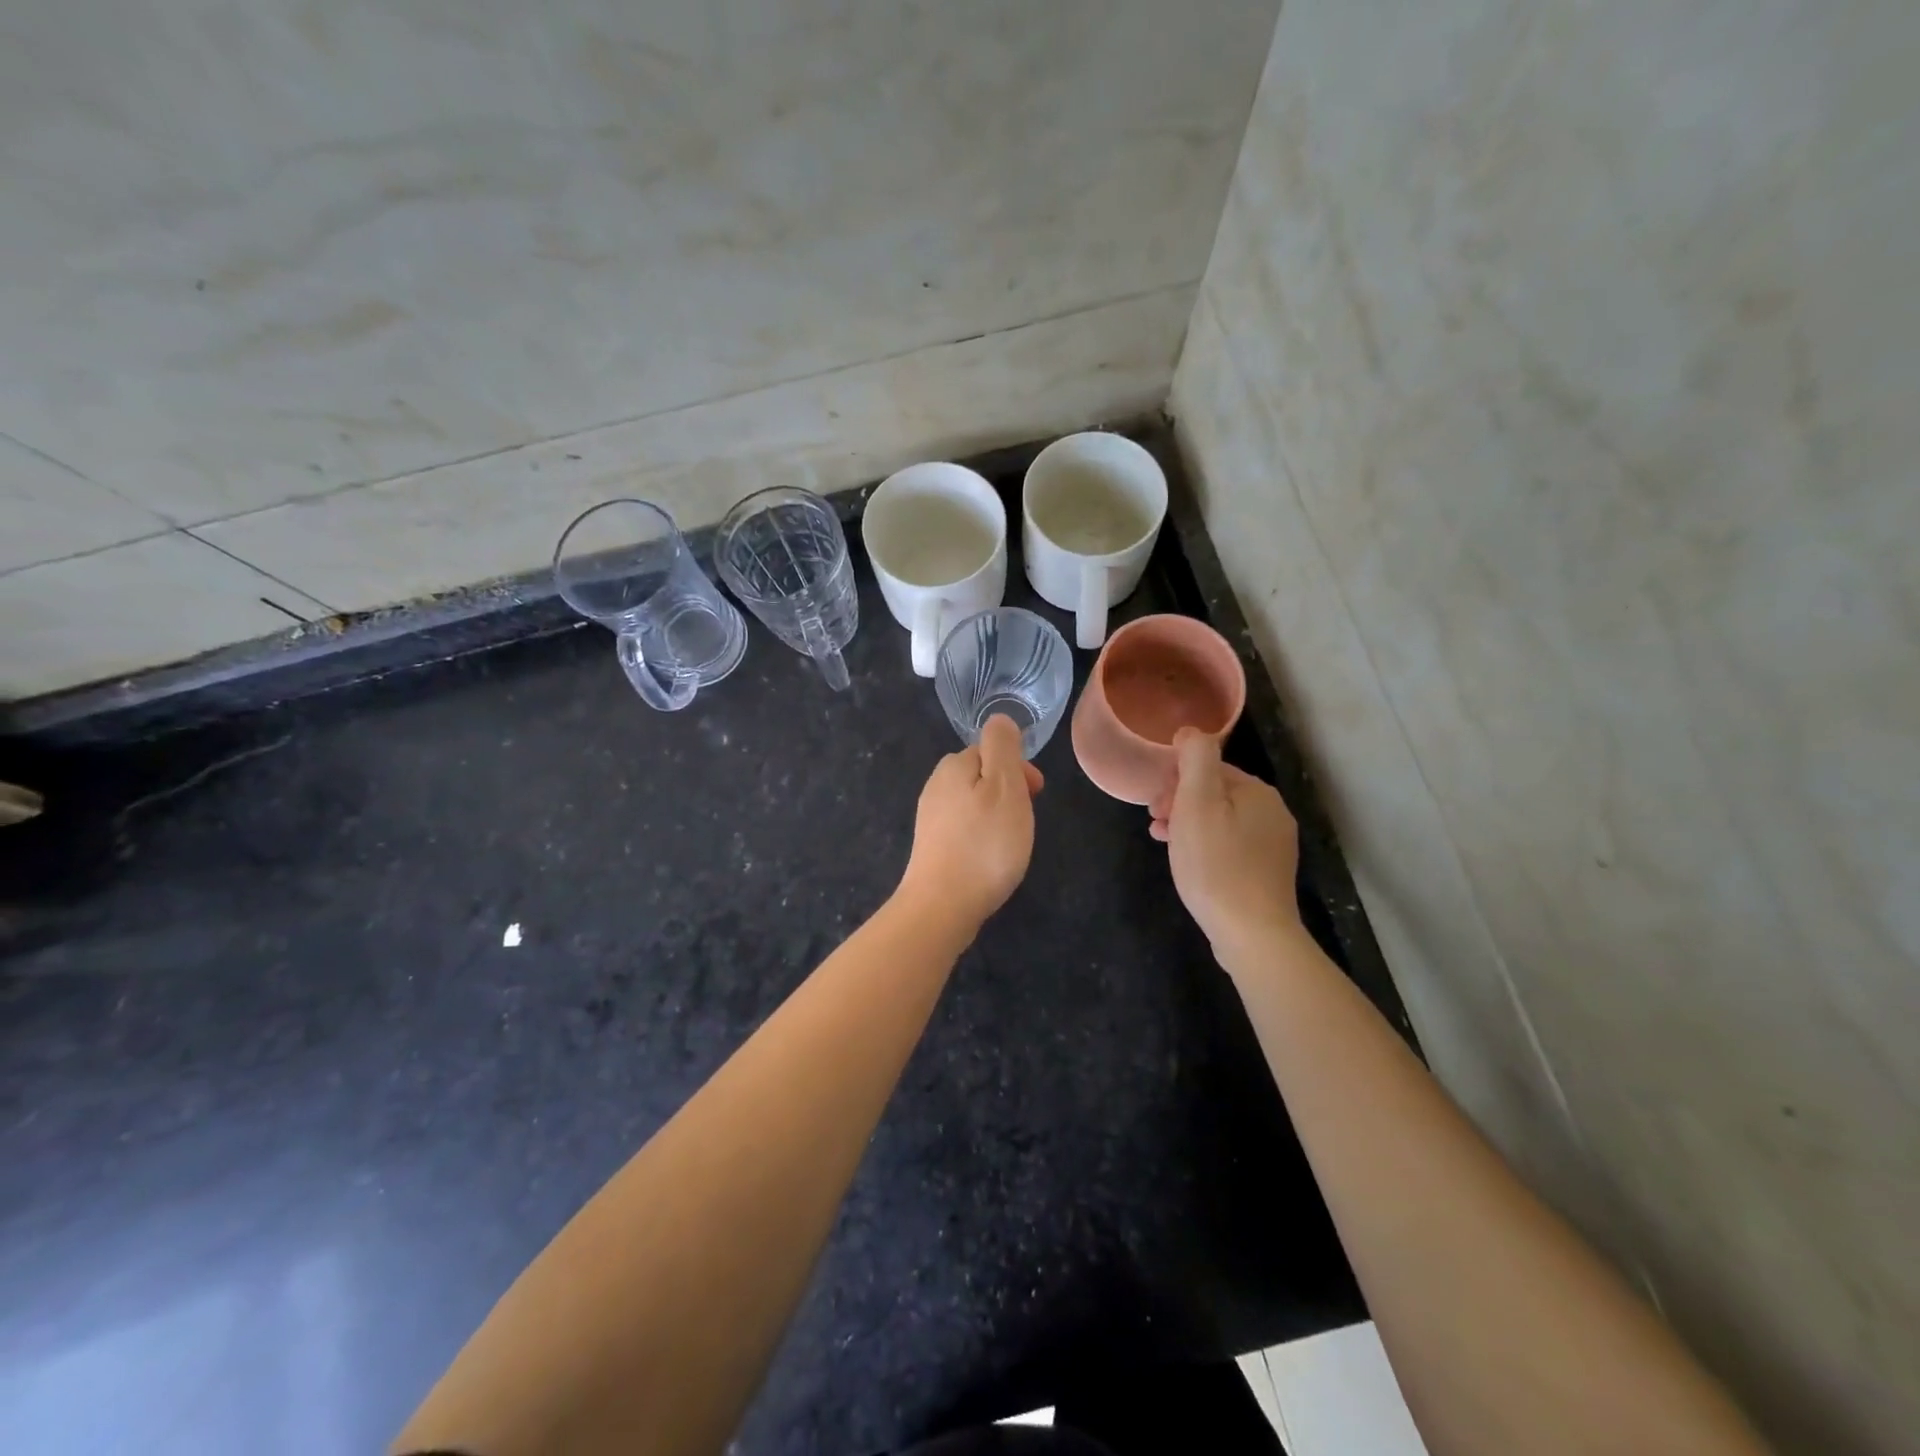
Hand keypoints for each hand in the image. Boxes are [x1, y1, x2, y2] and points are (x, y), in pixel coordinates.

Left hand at [898, 715, 1044, 933]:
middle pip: (980, 775)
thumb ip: (1003, 747)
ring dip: (995, 814)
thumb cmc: (984, 844)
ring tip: (1012, 840)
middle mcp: (936, 787)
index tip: (1036, 793)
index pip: (989, 750)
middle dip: (1007, 790)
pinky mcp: (931, 847)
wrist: (942, 906)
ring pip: (972, 802)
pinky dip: (981, 835)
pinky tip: (990, 858)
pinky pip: (963, 828)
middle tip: (1025, 818)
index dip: (1017, 767)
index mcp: (953, 767)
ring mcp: (930, 819)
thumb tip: (999, 719)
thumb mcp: (1004, 786)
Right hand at [1150, 729, 1301, 966]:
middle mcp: (1273, 813)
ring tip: (1163, 842)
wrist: (1251, 933)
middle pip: (1216, 794)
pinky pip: (1229, 847)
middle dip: (1180, 802)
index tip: (1153, 804)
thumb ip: (1195, 759)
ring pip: (1221, 822)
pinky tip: (1189, 864)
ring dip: (1188, 825)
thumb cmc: (1216, 864)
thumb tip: (1191, 731)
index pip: (1210, 769)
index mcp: (1258, 792)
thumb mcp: (1197, 803)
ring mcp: (1273, 846)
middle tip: (1155, 823)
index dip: (1176, 781)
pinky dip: (1205, 847)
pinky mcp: (1266, 874)